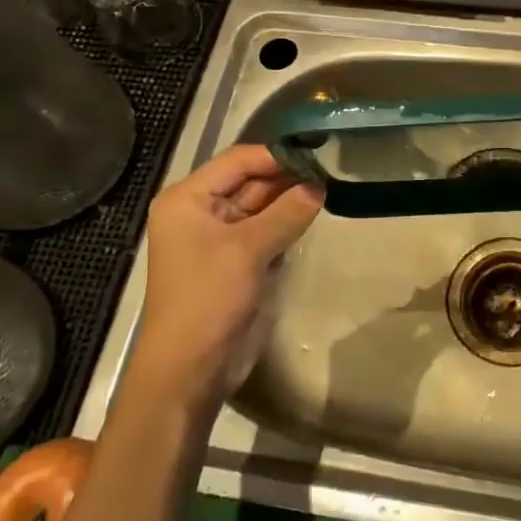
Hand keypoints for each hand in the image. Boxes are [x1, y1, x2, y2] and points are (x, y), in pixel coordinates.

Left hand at [129, 145, 323, 411]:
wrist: (191, 367)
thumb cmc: (209, 298)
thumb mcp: (248, 249)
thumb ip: (286, 212)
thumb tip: (320, 185)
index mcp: (188, 199)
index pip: (238, 161)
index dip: (276, 156)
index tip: (318, 153)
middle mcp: (201, 211)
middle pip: (250, 181)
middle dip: (287, 177)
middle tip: (331, 169)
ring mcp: (220, 237)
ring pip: (261, 206)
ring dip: (291, 199)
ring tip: (329, 186)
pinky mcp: (238, 261)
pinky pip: (266, 230)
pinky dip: (287, 223)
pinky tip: (314, 213)